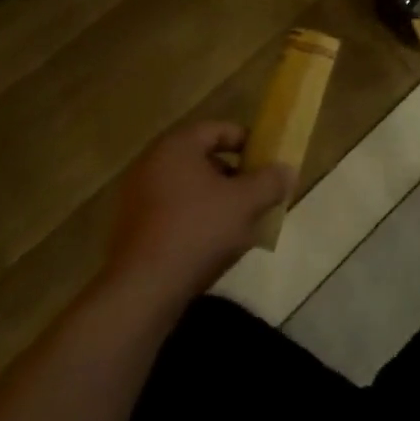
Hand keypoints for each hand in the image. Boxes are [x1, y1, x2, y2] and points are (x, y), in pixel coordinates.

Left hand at [103, 123, 291, 307]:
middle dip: (233, 176)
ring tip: (239, 224)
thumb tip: (287, 170)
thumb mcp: (244, 203)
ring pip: (188, 189)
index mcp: (177, 145)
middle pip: (202, 159)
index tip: (267, 161)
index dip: (246, 142)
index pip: (217, 129)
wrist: (142, 291)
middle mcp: (152, 162)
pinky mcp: (132, 229)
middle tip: (256, 194)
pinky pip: (172, 213)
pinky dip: (194, 220)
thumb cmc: (197, 231)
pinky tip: (211, 246)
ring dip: (215, 201)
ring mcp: (137, 196)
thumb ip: (270, 182)